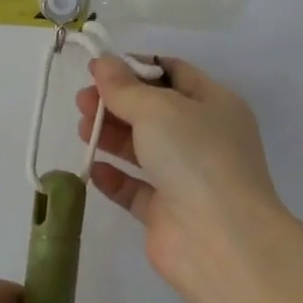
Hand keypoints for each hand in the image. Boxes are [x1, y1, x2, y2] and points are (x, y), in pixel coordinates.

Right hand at [76, 56, 288, 302]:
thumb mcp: (158, 108)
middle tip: (82, 102)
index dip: (135, 67)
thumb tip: (102, 62)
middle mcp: (202, 138)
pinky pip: (134, 188)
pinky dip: (113, 177)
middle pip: (152, 111)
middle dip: (115, 102)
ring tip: (83, 130)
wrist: (220, 240)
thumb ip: (124, 87)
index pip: (173, 73)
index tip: (99, 68)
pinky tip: (94, 169)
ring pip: (141, 148)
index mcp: (214, 105)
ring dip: (111, 136)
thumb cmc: (195, 157)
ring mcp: (185, 177)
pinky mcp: (166, 212)